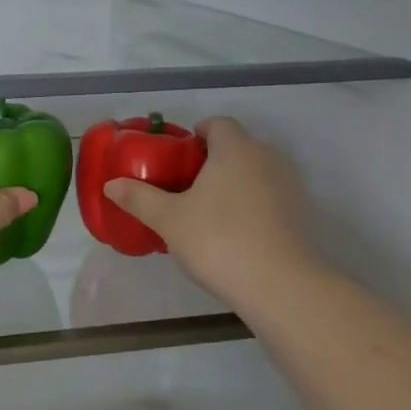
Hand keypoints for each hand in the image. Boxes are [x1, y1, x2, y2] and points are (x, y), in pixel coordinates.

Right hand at [101, 118, 320, 303]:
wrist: (279, 285)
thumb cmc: (218, 239)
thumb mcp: (168, 219)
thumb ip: (139, 198)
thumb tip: (111, 185)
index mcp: (235, 149)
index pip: (218, 124)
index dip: (196, 133)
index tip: (177, 155)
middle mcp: (266, 158)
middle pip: (237, 146)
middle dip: (212, 159)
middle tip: (184, 184)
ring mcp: (288, 186)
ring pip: (255, 171)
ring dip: (233, 181)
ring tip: (206, 208)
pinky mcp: (299, 214)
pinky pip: (268, 195)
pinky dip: (251, 203)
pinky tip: (232, 230)